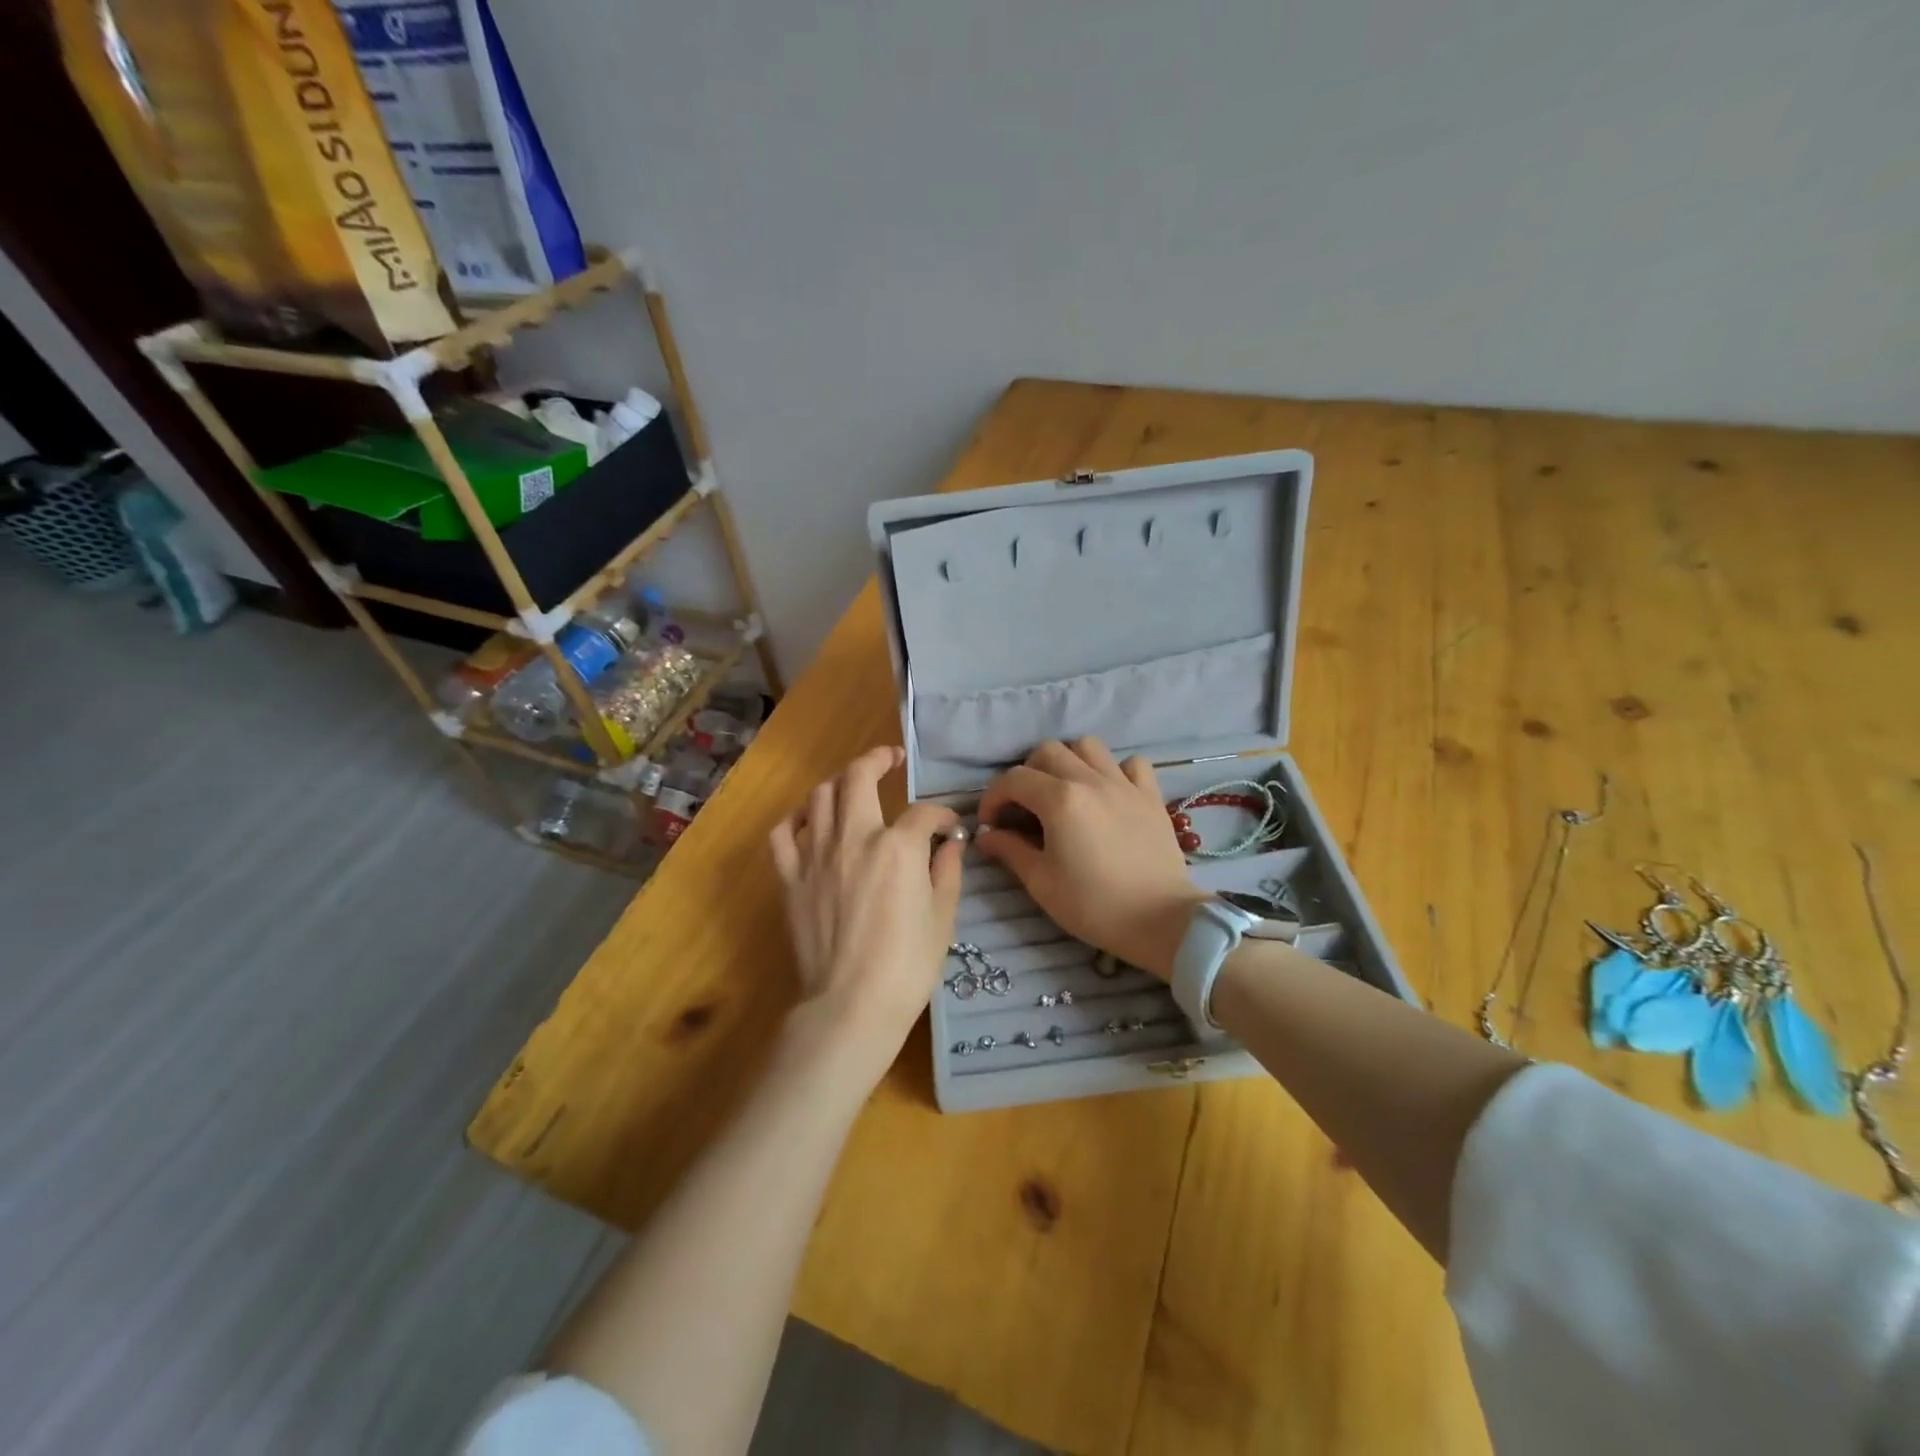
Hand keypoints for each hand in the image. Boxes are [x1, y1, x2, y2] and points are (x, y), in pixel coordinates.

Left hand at [769, 746, 963, 1083]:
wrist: (851, 1006)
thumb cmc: (907, 965)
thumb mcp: (943, 917)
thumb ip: (947, 871)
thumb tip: (949, 845)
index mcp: (898, 847)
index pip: (924, 813)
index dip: (942, 816)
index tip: (950, 829)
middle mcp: (854, 838)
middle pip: (859, 777)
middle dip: (878, 758)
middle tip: (891, 758)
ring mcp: (816, 855)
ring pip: (820, 796)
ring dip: (839, 783)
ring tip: (853, 786)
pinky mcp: (790, 878)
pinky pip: (783, 834)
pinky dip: (796, 819)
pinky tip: (810, 821)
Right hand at [974, 739, 1204, 979]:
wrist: (1160, 920)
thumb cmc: (1093, 905)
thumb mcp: (1041, 882)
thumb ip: (1010, 850)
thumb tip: (986, 835)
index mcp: (1059, 799)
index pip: (1013, 779)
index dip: (993, 798)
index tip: (990, 823)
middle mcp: (1090, 780)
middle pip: (1048, 751)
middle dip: (1027, 773)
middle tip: (1024, 806)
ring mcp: (1124, 784)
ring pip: (1088, 746)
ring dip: (1068, 761)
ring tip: (1063, 789)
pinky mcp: (1151, 795)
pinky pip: (1131, 763)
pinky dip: (1115, 770)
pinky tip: (1108, 792)